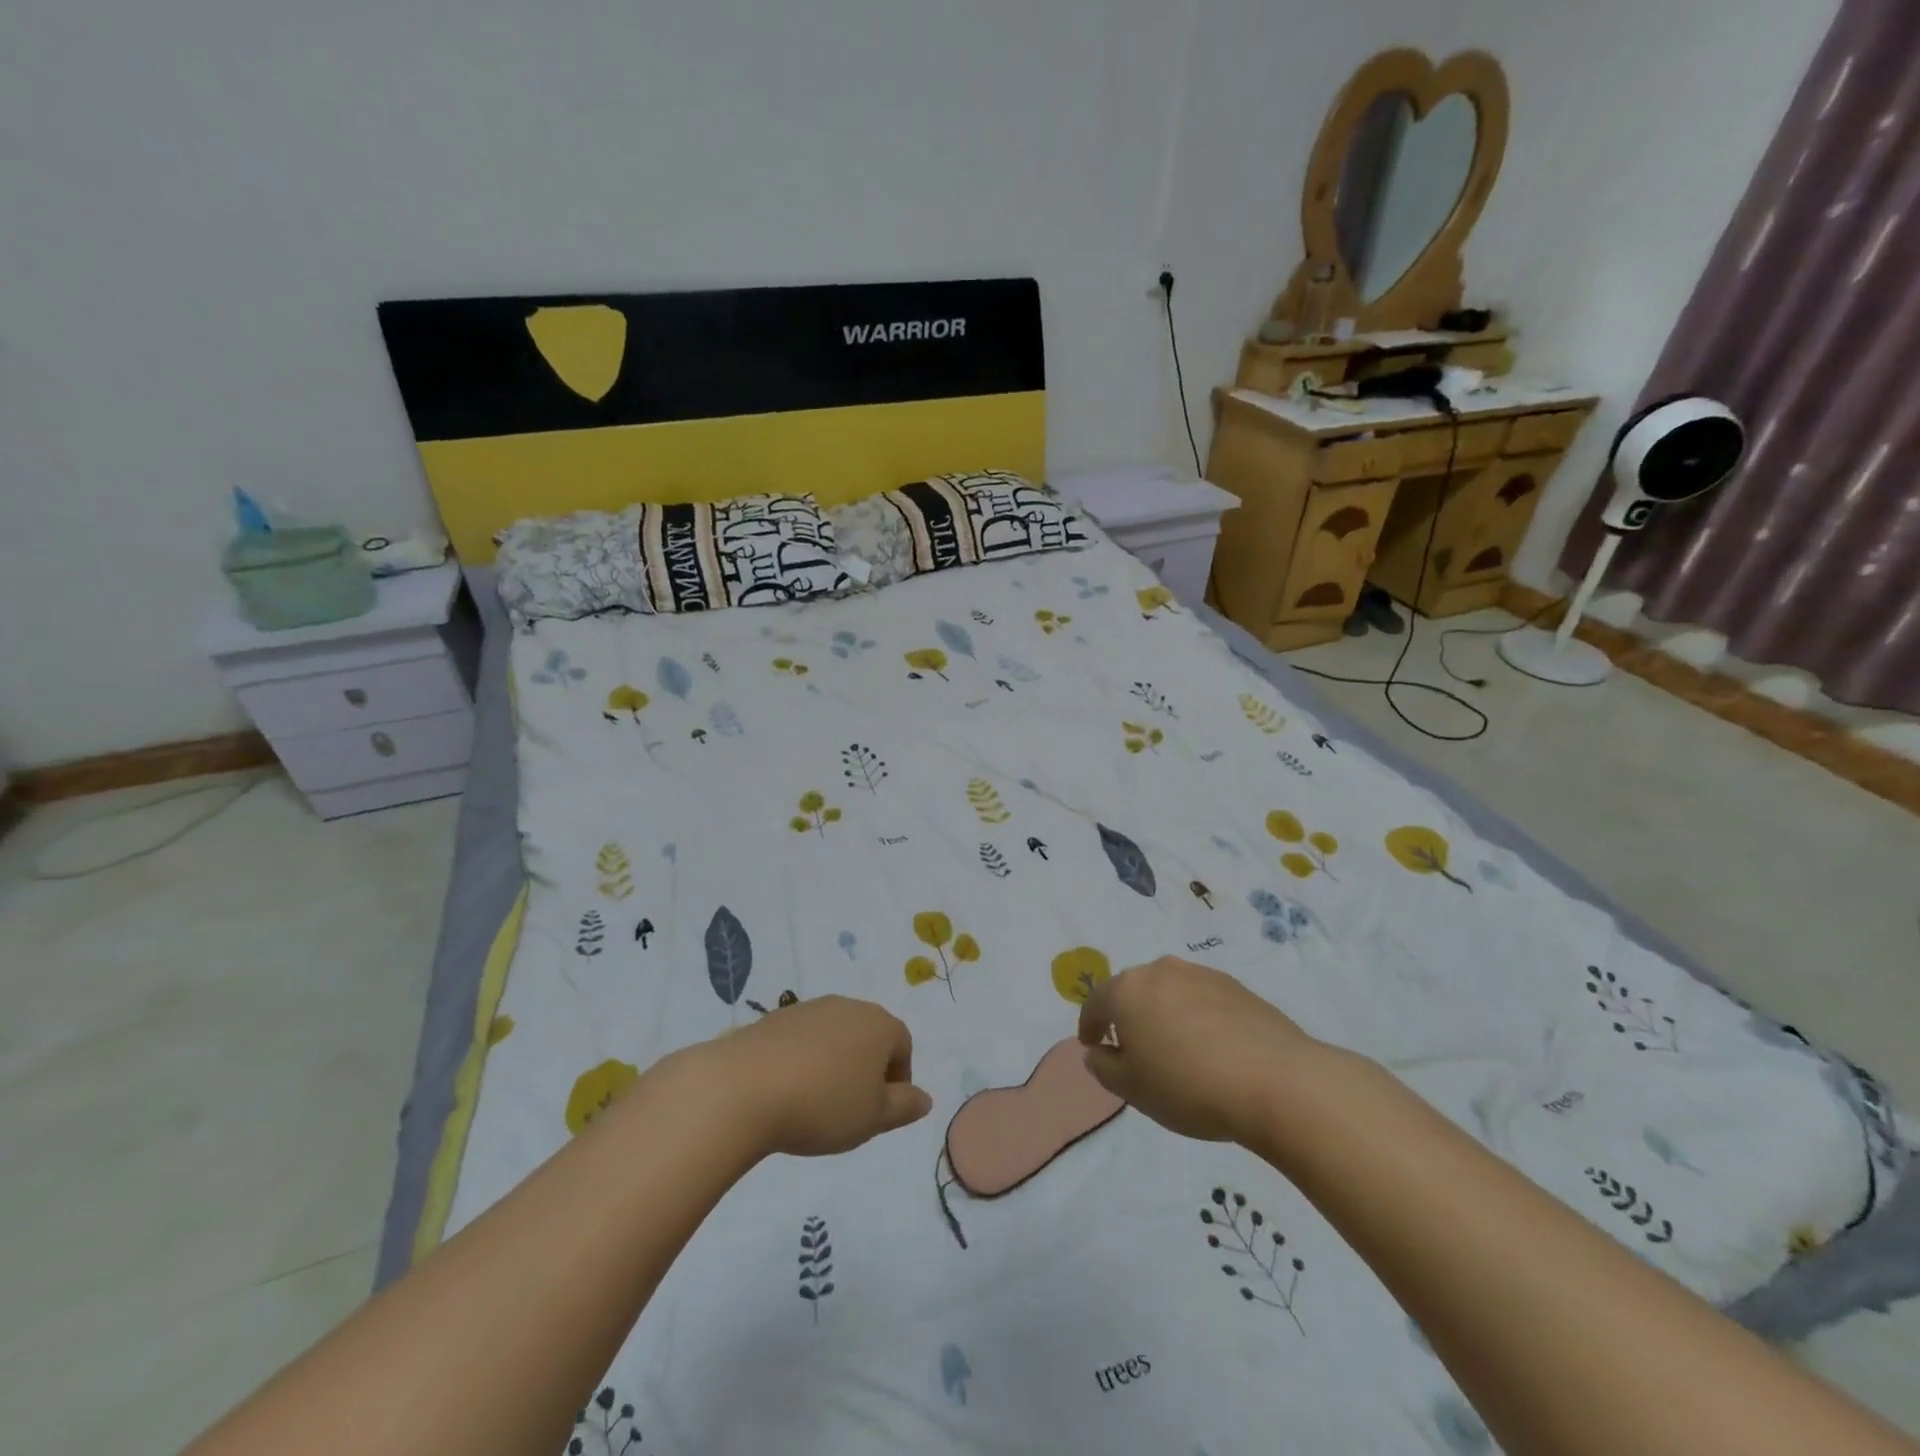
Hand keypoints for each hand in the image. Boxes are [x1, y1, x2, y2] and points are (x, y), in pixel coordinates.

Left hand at [698, 995, 932, 1156]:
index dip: (898, 1080)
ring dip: (833, 1064)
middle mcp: (848, 1006)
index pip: (903, 1046)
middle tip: (851, 1109)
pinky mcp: (774, 1018)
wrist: (744, 1087)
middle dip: (865, 1069)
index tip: (880, 1112)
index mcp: (879, 1024)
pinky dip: (802, 1061)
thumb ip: (904, 1107)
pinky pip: (801, 1040)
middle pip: (868, 1036)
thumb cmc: (823, 1104)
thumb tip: (925, 1098)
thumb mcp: (872, 1117)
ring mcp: (808, 1008)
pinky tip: (786, 1091)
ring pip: (834, 1036)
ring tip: (815, 1103)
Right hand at [1077, 957, 1317, 1143]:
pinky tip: (1210, 1048)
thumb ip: (1104, 1068)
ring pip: (1169, 992)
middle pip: (1133, 991)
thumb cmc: (1188, 1086)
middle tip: (1133, 1049)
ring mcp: (1201, 974)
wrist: (1276, 1081)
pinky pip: (1202, 1000)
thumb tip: (1098, 1052)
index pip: (1096, 1003)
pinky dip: (1196, 1018)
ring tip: (1175, 1050)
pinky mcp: (1237, 986)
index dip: (1089, 1026)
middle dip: (1128, 1016)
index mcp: (1127, 990)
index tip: (1092, 1046)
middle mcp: (1160, 971)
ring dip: (1164, 1014)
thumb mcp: (1133, 1090)